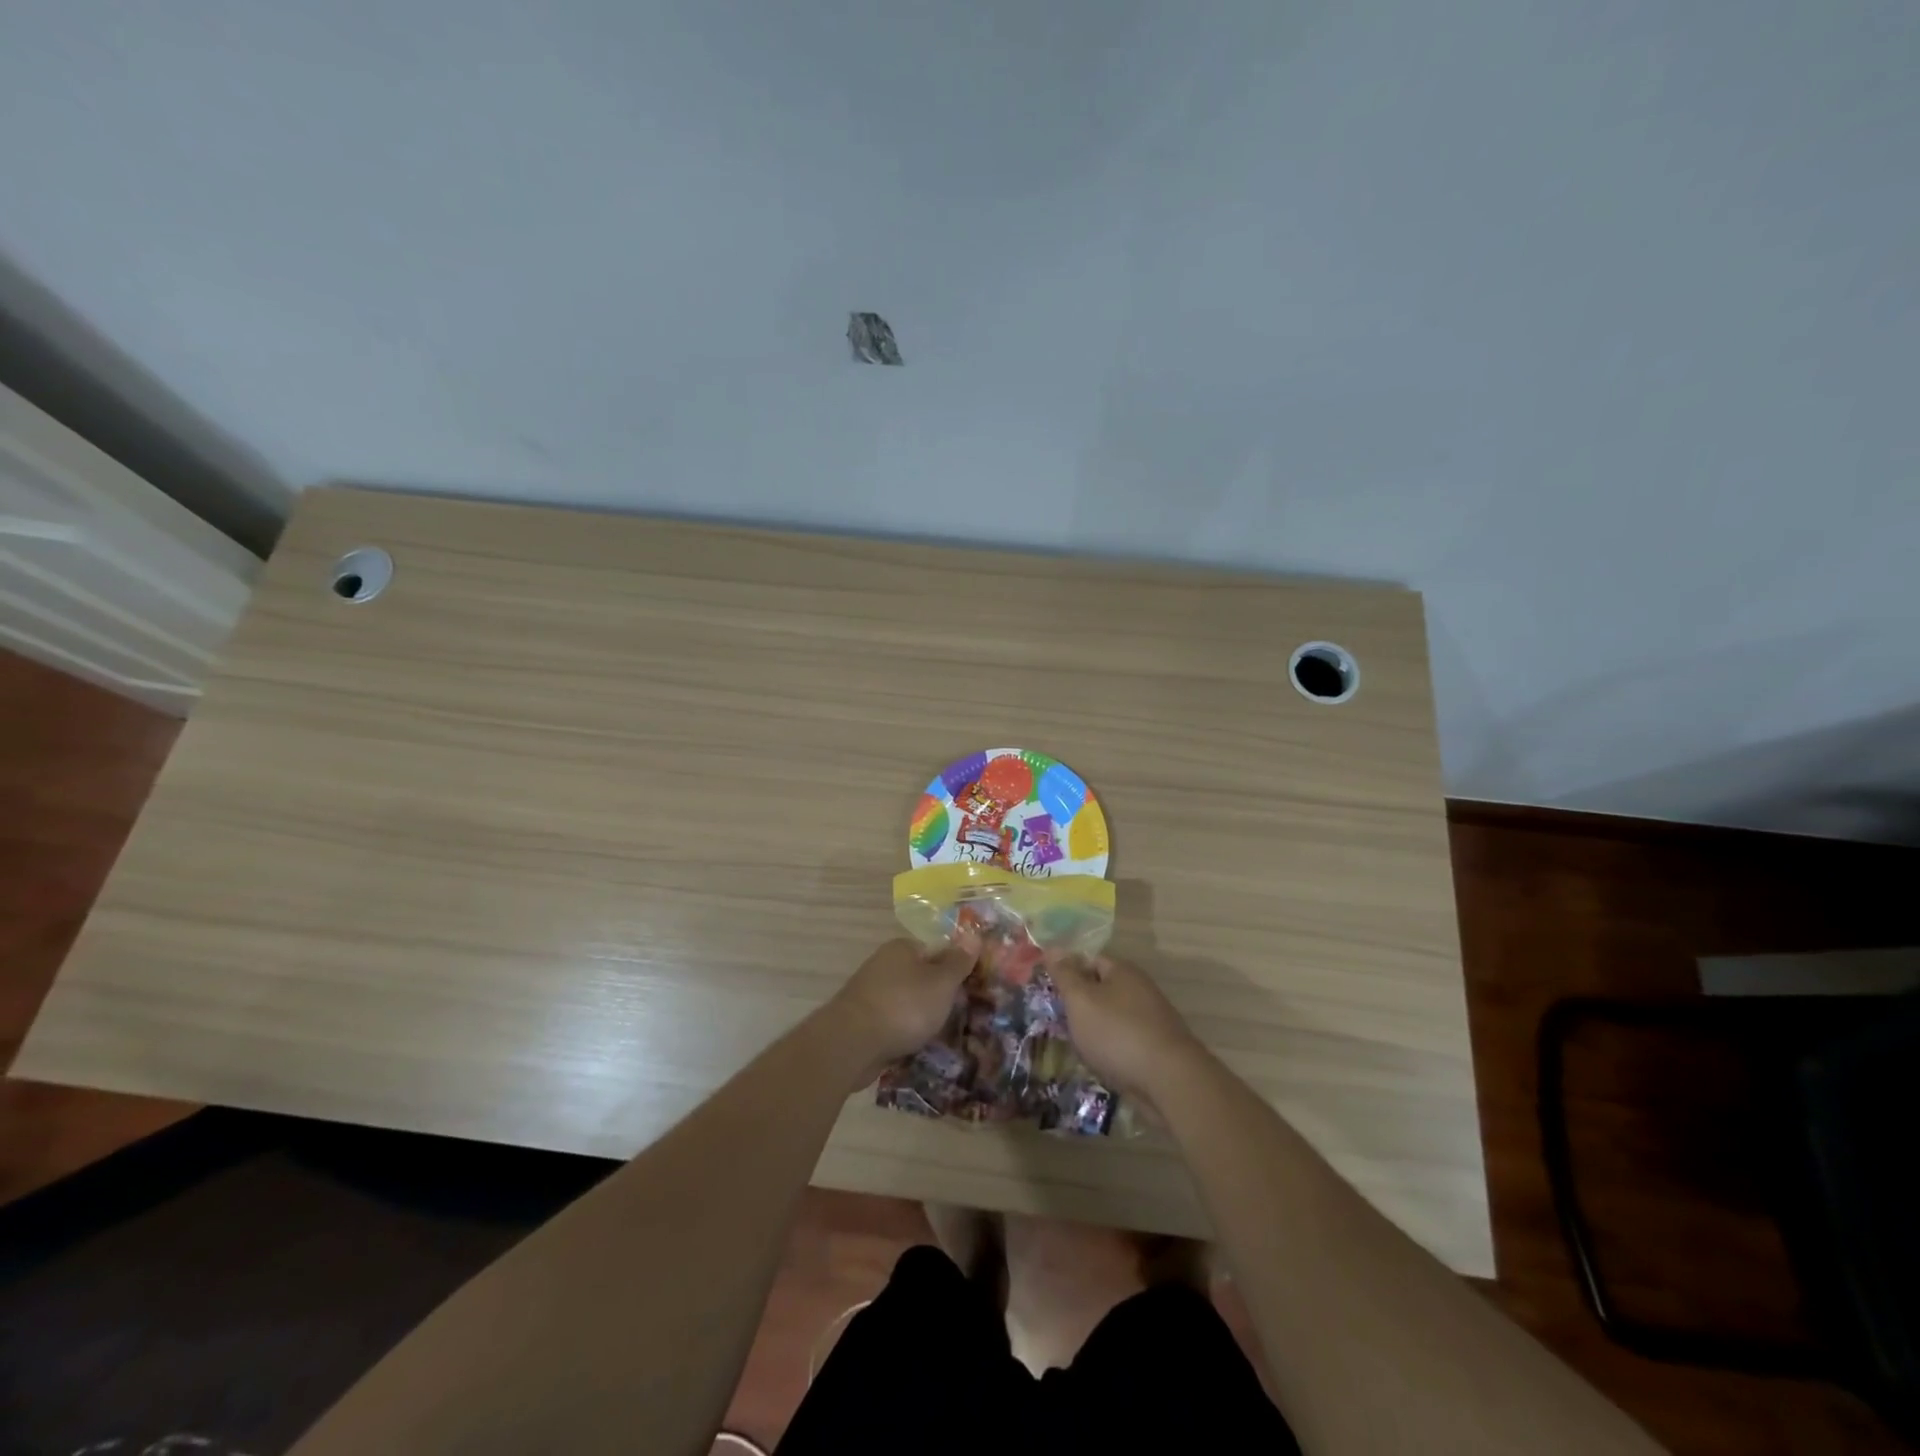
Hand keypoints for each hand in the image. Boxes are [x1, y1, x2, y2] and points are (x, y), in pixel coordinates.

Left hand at [830, 938, 976, 1074]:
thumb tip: (973, 935)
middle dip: (939, 996)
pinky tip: (918, 1048)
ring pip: (907, 1002)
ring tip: (944, 1036)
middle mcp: (884, 965)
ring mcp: (871, 993)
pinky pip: (893, 1023)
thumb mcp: (941, 982)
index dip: (955, 969)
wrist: (852, 1044)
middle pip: (921, 977)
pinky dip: (905, 1033)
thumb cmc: (904, 1006)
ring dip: (922, 1018)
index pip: (936, 951)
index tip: (972, 990)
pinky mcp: (863, 1021)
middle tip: (962, 1015)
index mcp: (902, 948)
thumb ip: (958, 962)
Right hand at [1048, 954, 1206, 1109]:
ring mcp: (1152, 1018)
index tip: (1049, 992)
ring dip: (1094, 1029)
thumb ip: (1065, 975)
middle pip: (1101, 989)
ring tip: (1075, 1045)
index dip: (1068, 973)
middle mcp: (1140, 989)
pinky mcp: (1157, 1047)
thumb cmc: (1117, 1033)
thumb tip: (1052, 948)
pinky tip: (1099, 1063)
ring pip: (1112, 1018)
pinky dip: (1111, 1049)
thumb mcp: (1080, 1000)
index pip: (1089, 960)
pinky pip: (1125, 1041)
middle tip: (1058, 1021)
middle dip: (1080, 1005)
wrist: (1169, 1080)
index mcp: (1123, 971)